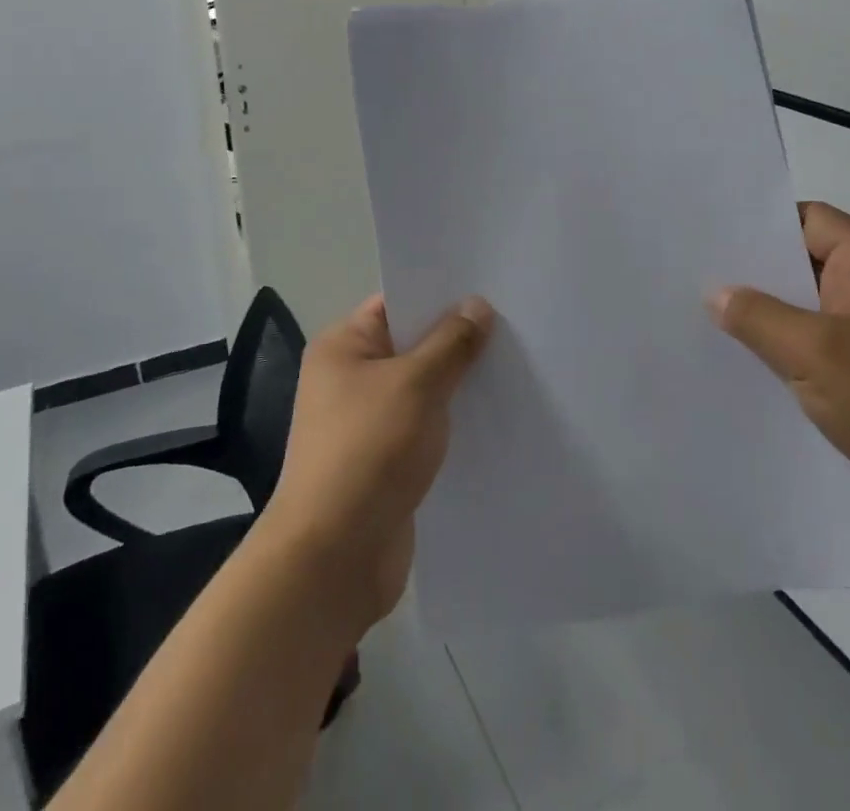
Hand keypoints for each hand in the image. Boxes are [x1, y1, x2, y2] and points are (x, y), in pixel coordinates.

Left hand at [260, 294, 494, 634]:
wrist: (333, 558)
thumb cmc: (369, 450)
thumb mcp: (416, 385)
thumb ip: (451, 343)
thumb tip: (477, 305)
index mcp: (343, 346)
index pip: (396, 303)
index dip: (440, 295)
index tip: (489, 290)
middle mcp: (350, 378)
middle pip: (412, 345)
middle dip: (457, 340)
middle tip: (514, 327)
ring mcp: (366, 422)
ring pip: (422, 389)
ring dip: (459, 385)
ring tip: (515, 368)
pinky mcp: (384, 462)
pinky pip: (424, 428)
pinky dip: (452, 423)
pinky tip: (494, 420)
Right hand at [710, 202, 849, 566]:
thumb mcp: (815, 351)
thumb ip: (758, 316)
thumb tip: (717, 294)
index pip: (811, 220)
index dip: (763, 222)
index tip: (714, 234)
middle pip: (805, 262)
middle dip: (754, 270)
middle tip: (696, 272)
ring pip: (806, 309)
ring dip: (764, 315)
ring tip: (704, 314)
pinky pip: (814, 349)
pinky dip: (781, 351)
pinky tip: (739, 361)